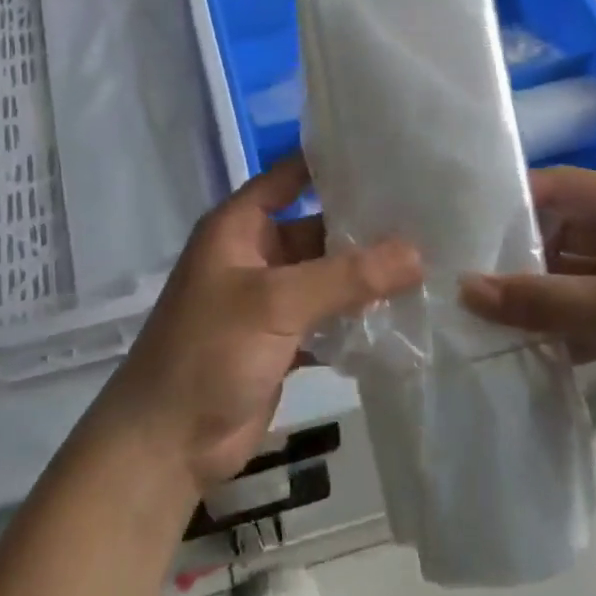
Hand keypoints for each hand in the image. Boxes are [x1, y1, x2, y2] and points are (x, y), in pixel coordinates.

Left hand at [95, 157, 421, 490]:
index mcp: (238, 226)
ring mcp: (268, 300)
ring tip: (427, 260)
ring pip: (325, 276)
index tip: (386, 151)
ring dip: (364, 275)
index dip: (329, 161)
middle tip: (425, 215)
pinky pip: (326, 317)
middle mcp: (254, 254)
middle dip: (363, 226)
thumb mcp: (276, 302)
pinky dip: (356, 317)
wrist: (167, 443)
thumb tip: (417, 251)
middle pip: (315, 227)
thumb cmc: (210, 351)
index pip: (288, 176)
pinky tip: (402, 314)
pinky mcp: (281, 340)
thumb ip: (346, 276)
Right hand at [460, 166, 595, 486]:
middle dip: (514, 254)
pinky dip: (552, 328)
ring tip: (471, 311)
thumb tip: (465, 288)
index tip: (460, 223)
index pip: (563, 188)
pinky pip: (581, 315)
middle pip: (560, 233)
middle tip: (456, 274)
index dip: (513, 201)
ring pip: (567, 278)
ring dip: (530, 296)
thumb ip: (544, 300)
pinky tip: (513, 345)